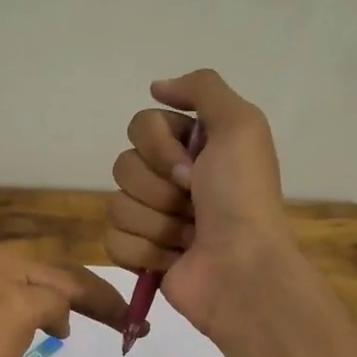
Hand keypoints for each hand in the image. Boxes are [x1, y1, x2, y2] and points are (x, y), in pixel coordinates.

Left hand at [0, 244, 131, 356]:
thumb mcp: (16, 313)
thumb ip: (51, 299)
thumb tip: (61, 315)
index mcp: (3, 261)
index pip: (68, 275)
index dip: (105, 297)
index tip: (136, 323)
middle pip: (56, 278)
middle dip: (93, 298)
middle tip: (127, 322)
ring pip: (42, 293)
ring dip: (74, 305)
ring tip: (99, 323)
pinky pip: (24, 310)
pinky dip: (49, 317)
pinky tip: (55, 331)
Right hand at [106, 68, 295, 338]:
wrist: (242, 269)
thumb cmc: (242, 198)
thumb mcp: (241, 125)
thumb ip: (203, 89)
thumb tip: (156, 87)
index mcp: (191, 147)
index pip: (140, 126)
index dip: (159, 148)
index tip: (192, 168)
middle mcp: (170, 179)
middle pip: (123, 166)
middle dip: (158, 189)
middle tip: (193, 204)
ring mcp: (153, 219)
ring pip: (118, 206)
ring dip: (156, 223)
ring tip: (188, 237)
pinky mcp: (141, 256)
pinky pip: (114, 242)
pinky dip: (144, 252)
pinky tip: (172, 259)